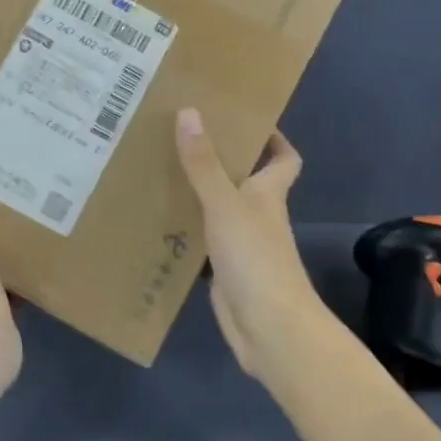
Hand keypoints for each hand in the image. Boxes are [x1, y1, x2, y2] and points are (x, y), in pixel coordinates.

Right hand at [173, 108, 325, 375]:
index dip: (272, 138)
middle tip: (182, 133)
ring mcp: (241, 243)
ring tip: (160, 165)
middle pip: (245, 178)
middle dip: (221, 157)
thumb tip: (189, 112)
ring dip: (197, 190)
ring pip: (219, 207)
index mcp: (269, 192)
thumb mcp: (226, 204)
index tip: (243, 117)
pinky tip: (156, 216)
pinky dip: (185, 227)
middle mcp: (258, 213)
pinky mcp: (223, 269)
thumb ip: (205, 163)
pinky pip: (202, 238)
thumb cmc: (256, 258)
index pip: (283, 158)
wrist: (269, 329)